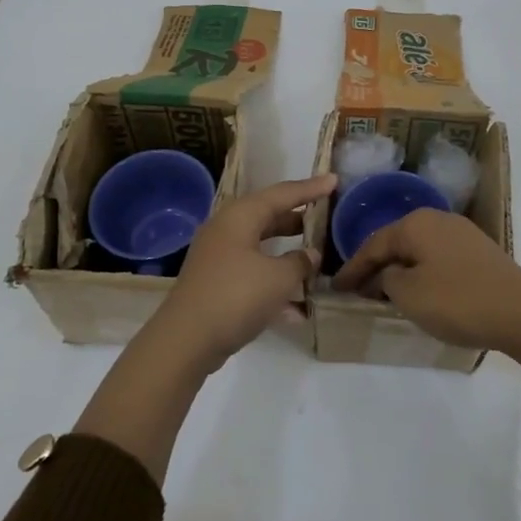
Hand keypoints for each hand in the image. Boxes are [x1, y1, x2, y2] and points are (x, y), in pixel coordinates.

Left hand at [157, 174, 336, 369]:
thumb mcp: (278, 278)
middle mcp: (226, 229)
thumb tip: (309, 255)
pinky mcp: (215, 283)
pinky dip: (273, 283)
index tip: (334, 180)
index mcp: (241, 216)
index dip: (311, 188)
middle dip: (298, 218)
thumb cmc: (236, 296)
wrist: (185, 340)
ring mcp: (218, 257)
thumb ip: (299, 262)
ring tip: (315, 257)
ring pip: (261, 247)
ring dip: (287, 254)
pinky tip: (298, 309)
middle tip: (325, 215)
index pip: (283, 194)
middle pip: (269, 217)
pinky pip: (252, 273)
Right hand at [330, 207, 520, 353]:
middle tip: (357, 290)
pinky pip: (438, 258)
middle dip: (376, 266)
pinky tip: (421, 292)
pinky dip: (423, 273)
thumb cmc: (457, 300)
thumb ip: (387, 279)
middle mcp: (438, 219)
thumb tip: (388, 274)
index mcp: (416, 223)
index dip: (352, 268)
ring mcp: (462, 233)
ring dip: (401, 270)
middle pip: (397, 242)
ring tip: (386, 293)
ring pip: (419, 250)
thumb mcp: (409, 294)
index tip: (335, 289)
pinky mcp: (479, 252)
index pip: (373, 244)